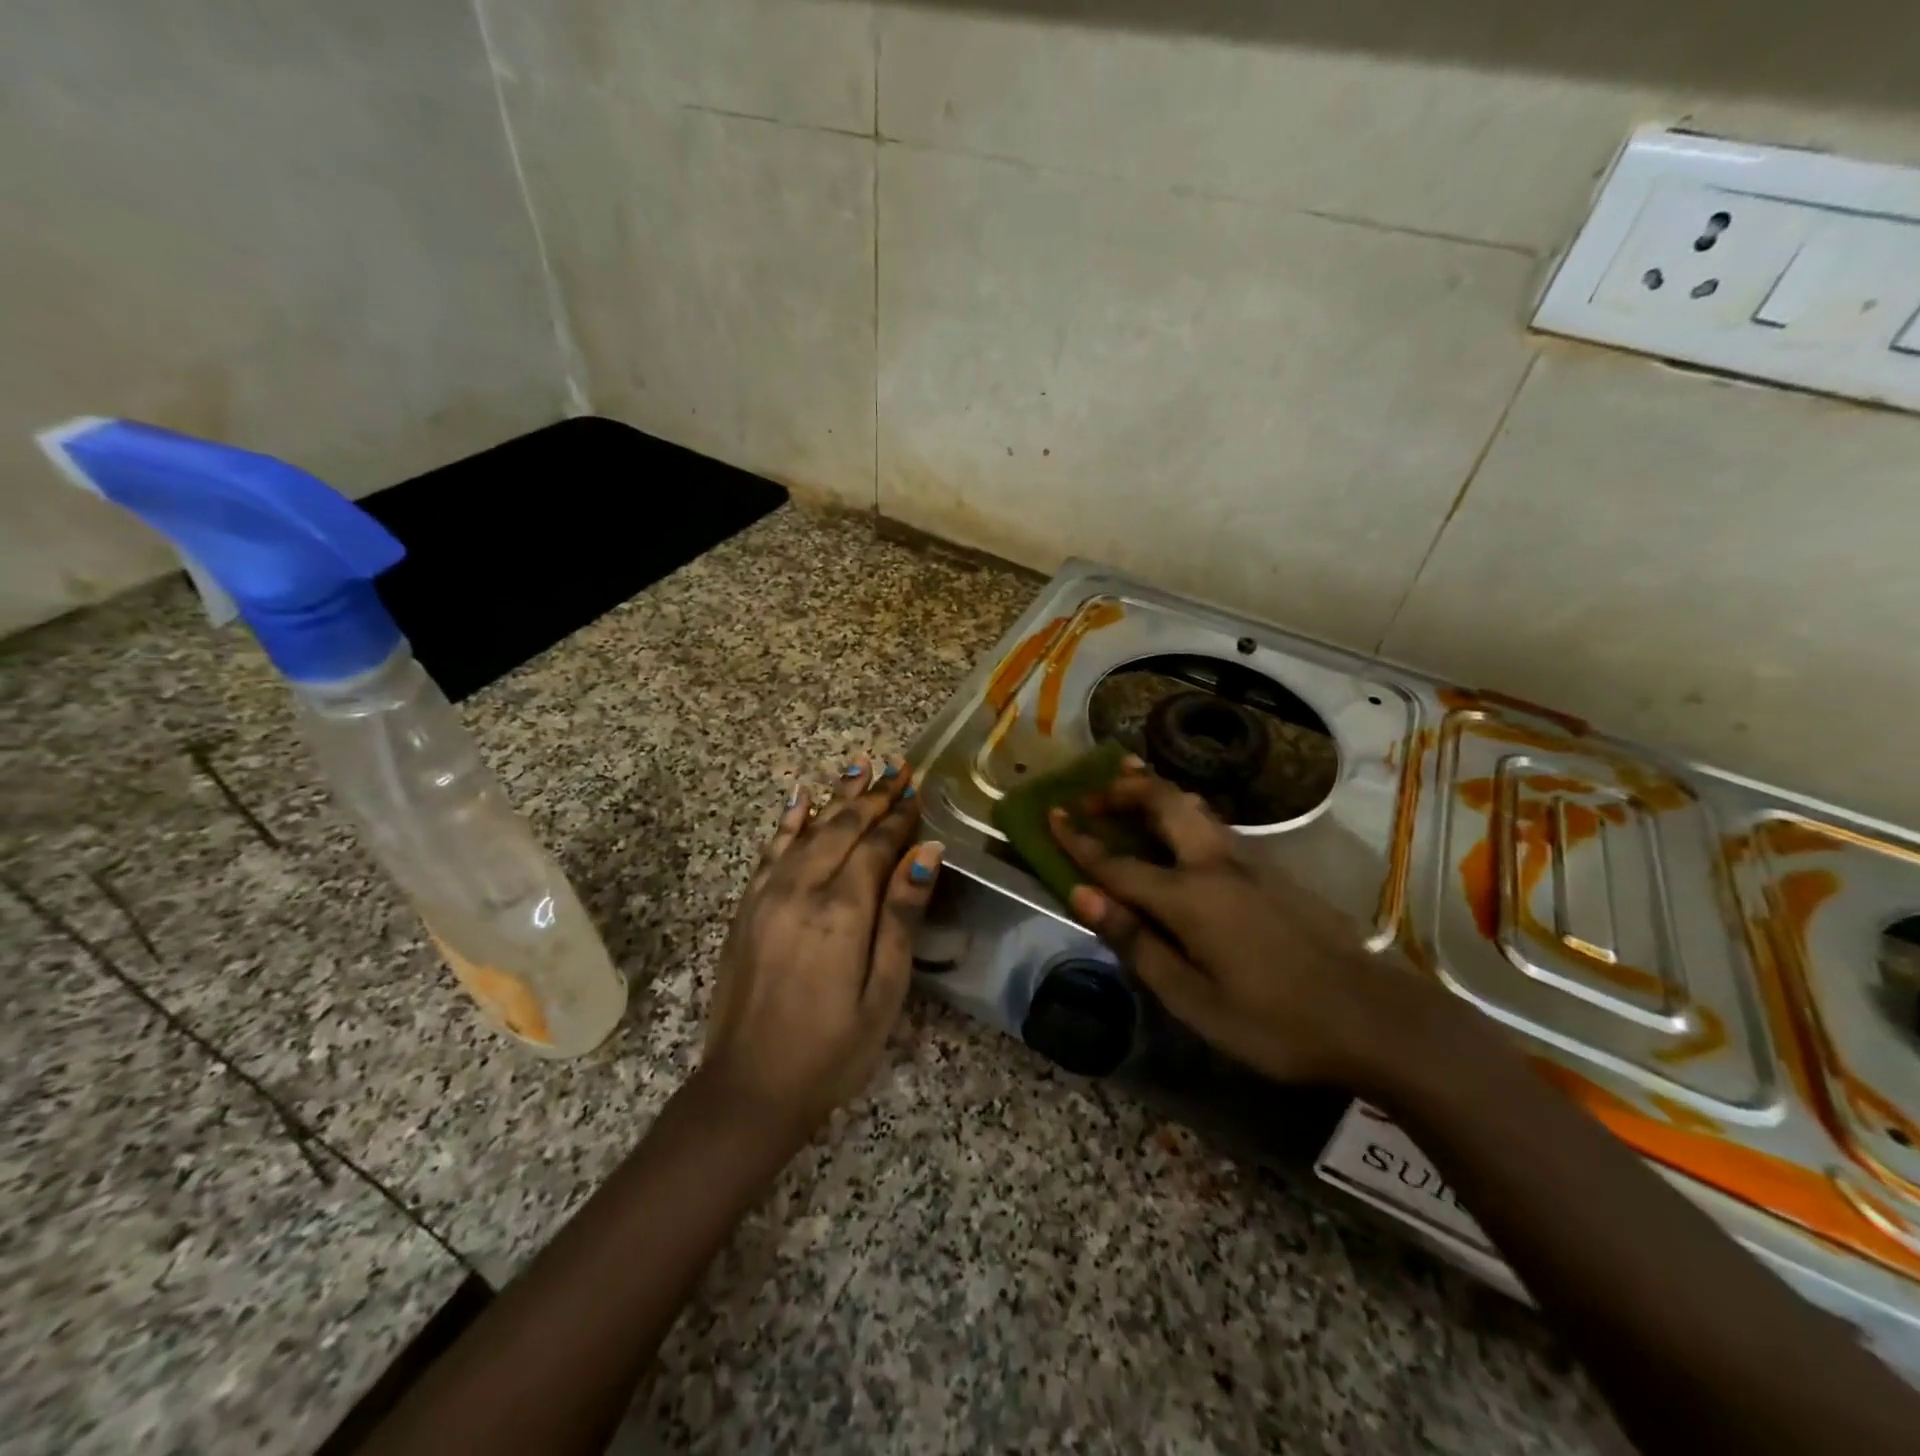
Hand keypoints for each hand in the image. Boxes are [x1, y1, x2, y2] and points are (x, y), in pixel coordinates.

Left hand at [701, 756, 943, 1140]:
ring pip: (807, 830)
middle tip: (897, 768)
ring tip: (858, 765)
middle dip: (873, 796)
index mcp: (842, 911)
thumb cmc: (833, 1049)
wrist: (749, 1089)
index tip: (918, 790)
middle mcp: (801, 890)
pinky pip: (770, 851)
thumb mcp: (884, 992)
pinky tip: (800, 800)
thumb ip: (902, 916)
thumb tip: (926, 851)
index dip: (900, 818)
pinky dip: (789, 822)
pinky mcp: (746, 908)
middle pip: (842, 828)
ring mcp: (767, 896)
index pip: (877, 847)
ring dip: (836, 797)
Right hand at [1048, 765, 1424, 1088]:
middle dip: (1120, 791)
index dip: (1079, 841)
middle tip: (1089, 797)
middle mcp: (1216, 864)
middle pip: (1162, 803)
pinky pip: (1214, 824)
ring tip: (1126, 788)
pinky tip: (1179, 828)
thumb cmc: (1275, 1022)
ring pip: (1192, 806)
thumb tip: (1083, 896)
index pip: (1117, 863)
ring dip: (1153, 792)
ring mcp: (1250, 861)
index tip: (1050, 815)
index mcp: (1190, 898)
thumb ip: (1136, 943)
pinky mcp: (1273, 869)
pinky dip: (1181, 812)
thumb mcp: (1193, 1000)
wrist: (1376, 1017)